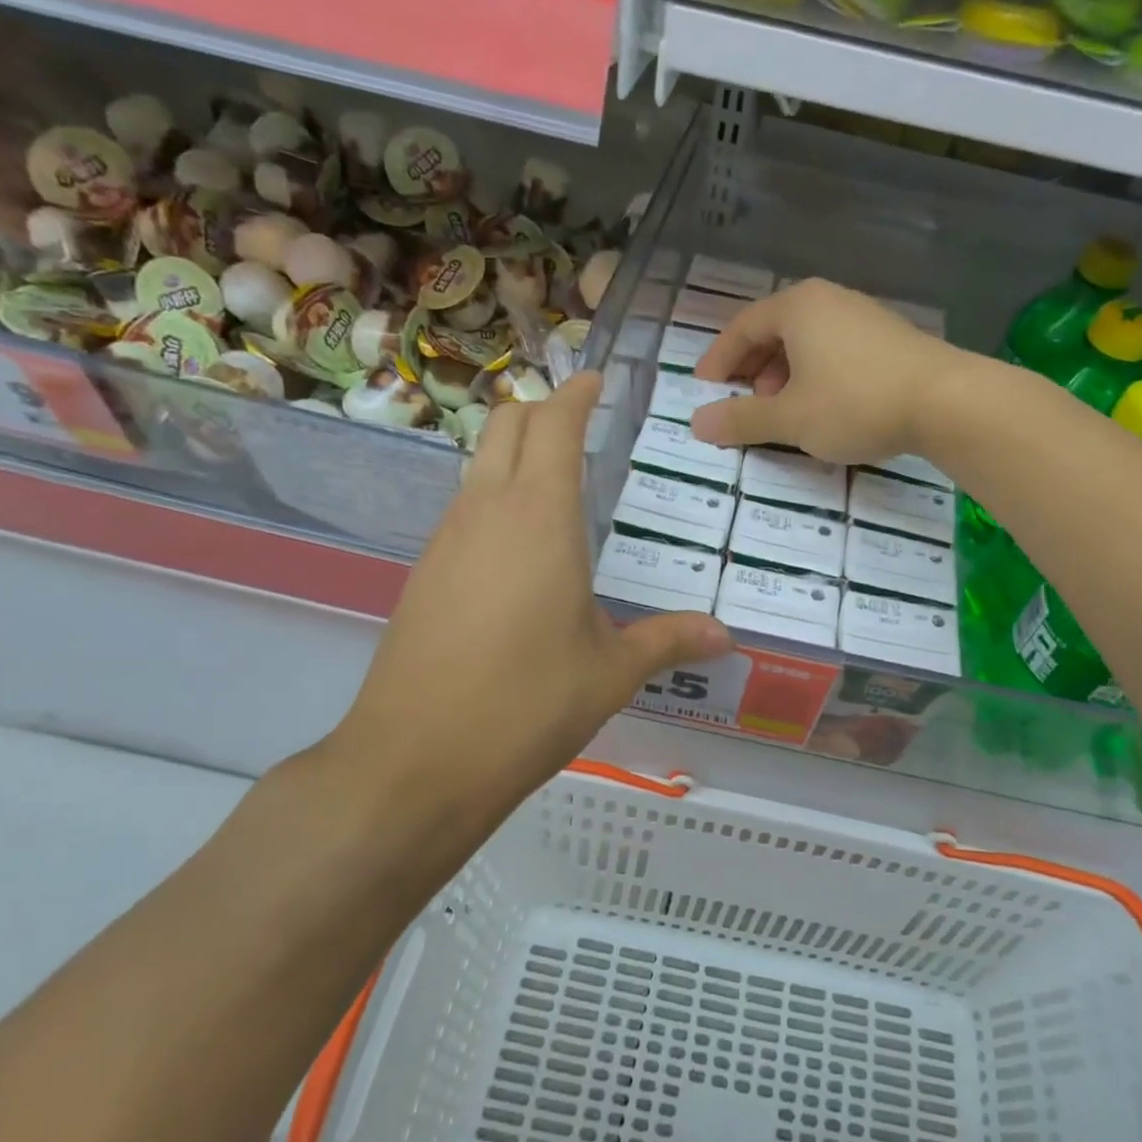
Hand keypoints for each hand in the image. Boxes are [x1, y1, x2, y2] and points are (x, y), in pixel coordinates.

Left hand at [319, 373, 732, 833]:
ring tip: (558, 486)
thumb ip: (669, 640)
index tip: (598, 381)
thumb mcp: (612, 671)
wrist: (416, 760)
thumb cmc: (528, 702)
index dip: (576, 394)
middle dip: (542, 411)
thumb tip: (726, 635)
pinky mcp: (423, 574)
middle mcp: (486, 511)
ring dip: (515, 455)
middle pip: (506, 425)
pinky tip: (520, 549)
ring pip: (479, 465)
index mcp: (539, 516)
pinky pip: (463, 509)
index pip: (553, 424)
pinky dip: (494, 499)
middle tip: (581, 427)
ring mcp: (445, 540)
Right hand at [690, 278, 967, 463]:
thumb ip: (742, 420)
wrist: (947, 401)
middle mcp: (829, 300)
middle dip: (753, 369)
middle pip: (775, 330)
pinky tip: (825, 407)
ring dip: (784, 375)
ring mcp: (863, 316)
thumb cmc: (855, 403)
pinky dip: (816, 375)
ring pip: (807, 342)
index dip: (718, 360)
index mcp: (798, 307)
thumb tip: (697, 423)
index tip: (704, 390)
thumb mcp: (790, 418)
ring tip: (785, 410)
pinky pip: (835, 350)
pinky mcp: (889, 338)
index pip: (742, 327)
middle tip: (746, 403)